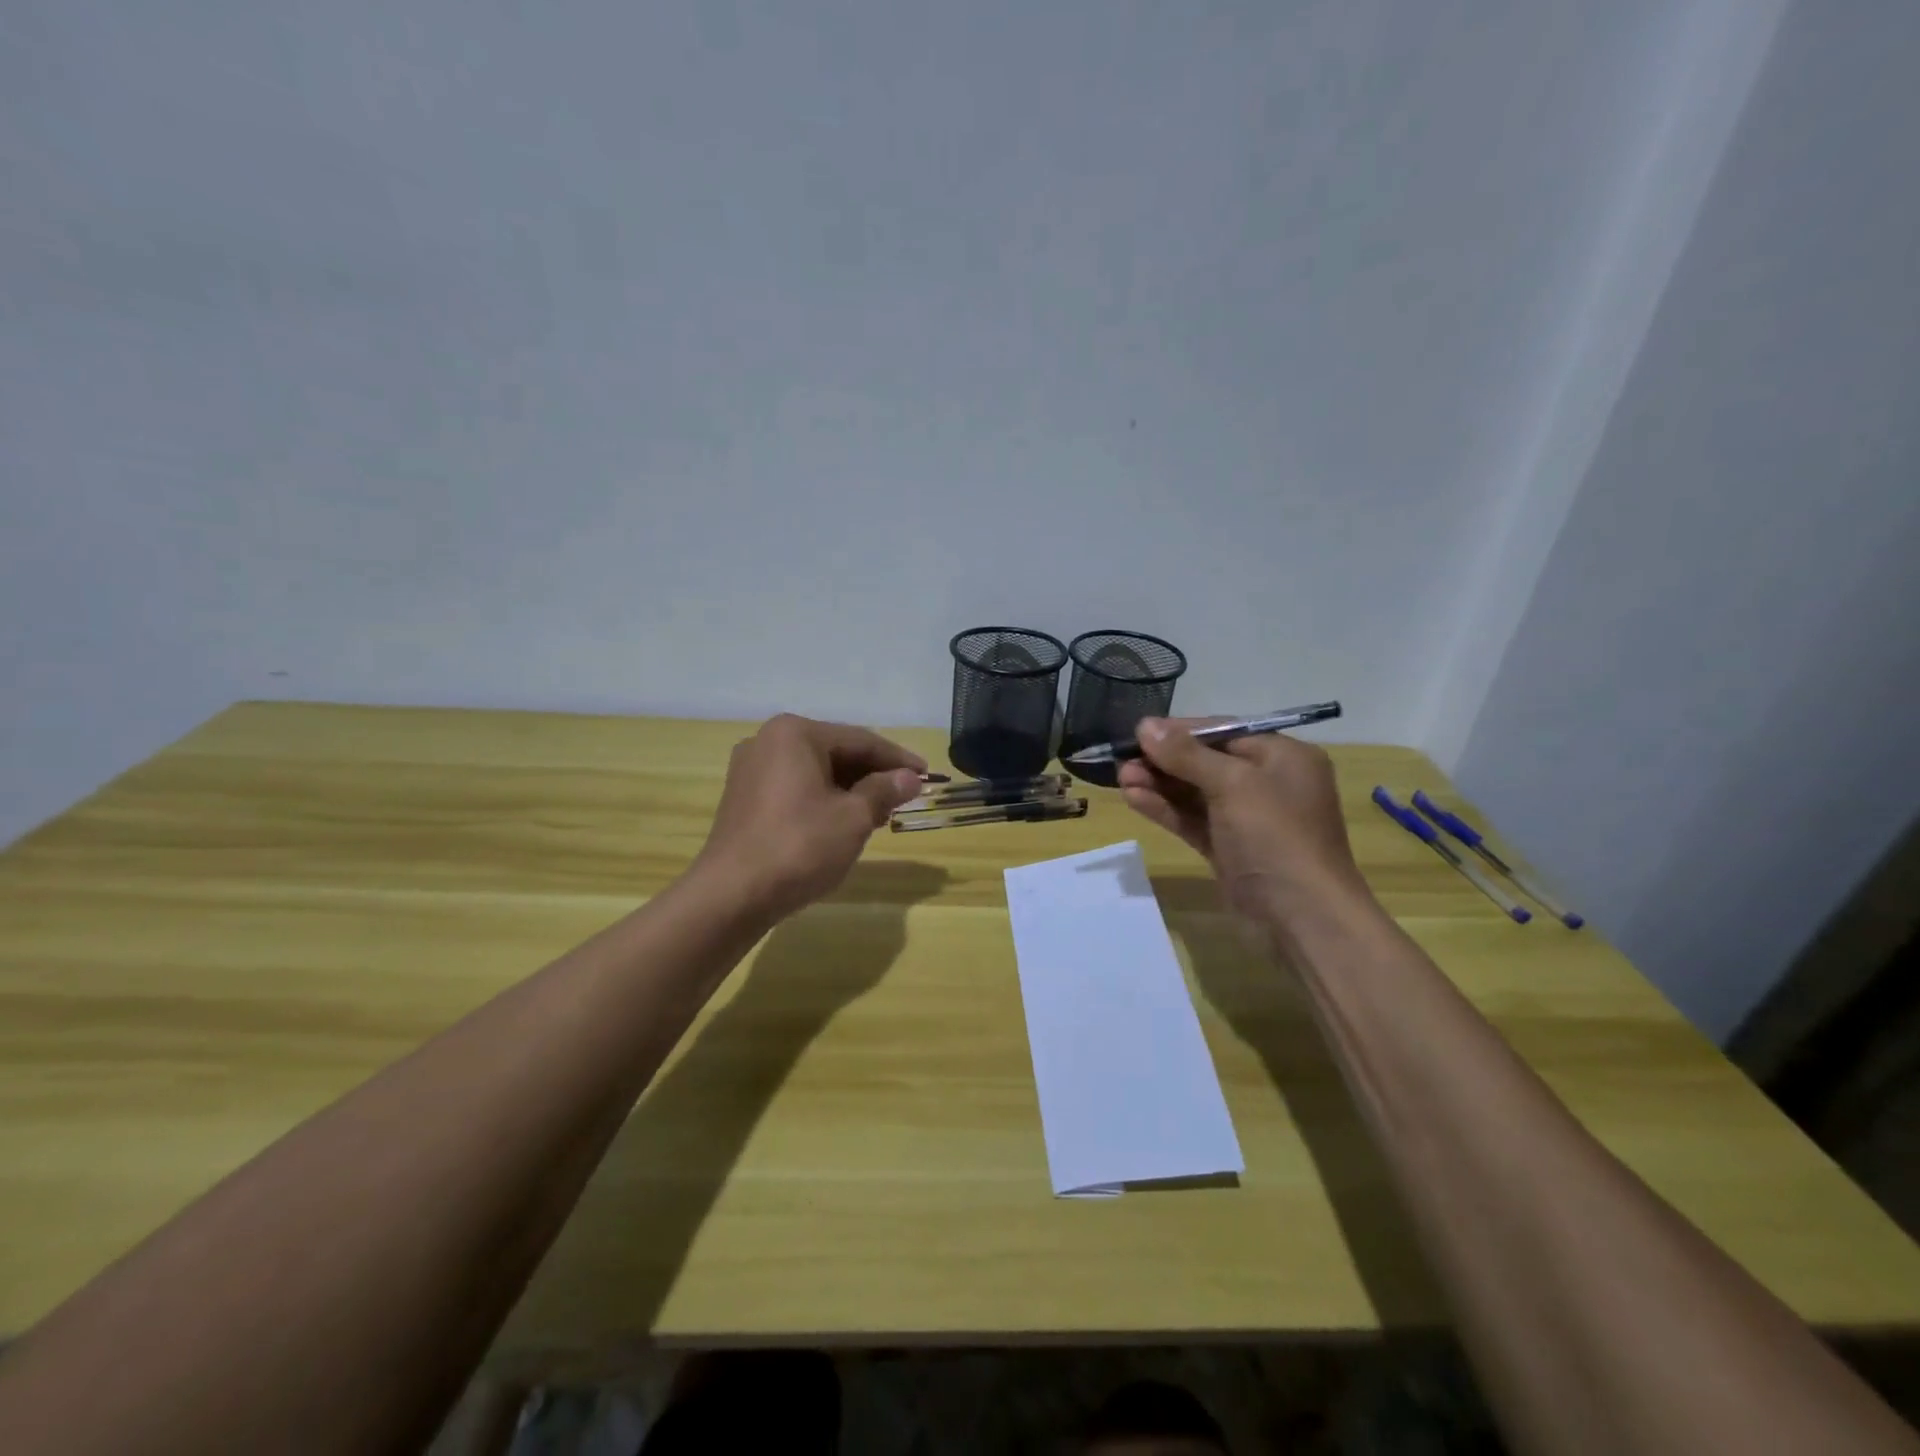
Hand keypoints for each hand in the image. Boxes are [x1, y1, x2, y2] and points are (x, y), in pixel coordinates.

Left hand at [692, 714, 925, 919]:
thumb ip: (884, 791)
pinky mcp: (744, 798)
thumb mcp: (853, 818)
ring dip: (850, 790)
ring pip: (816, 772)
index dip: (897, 759)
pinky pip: (795, 788)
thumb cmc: (799, 846)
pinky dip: (824, 800)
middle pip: (836, 752)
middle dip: (873, 775)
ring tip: (880, 815)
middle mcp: (768, 741)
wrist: (731, 895)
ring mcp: (751, 770)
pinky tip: (844, 823)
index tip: (926, 776)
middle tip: (905, 798)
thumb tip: (910, 778)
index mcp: (795, 734)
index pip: (860, 740)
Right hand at [1118, 718, 1368, 919]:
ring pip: (1194, 792)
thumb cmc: (1276, 837)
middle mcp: (1267, 783)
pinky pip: (1192, 819)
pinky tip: (1134, 799)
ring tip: (1120, 779)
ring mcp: (1247, 819)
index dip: (1179, 731)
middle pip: (1205, 761)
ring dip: (1158, 784)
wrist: (1303, 918)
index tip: (1137, 731)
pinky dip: (1165, 809)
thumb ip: (1186, 754)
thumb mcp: (1233, 784)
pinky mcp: (1229, 848)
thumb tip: (1145, 725)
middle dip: (1163, 760)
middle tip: (1121, 760)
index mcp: (1282, 757)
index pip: (1222, 731)